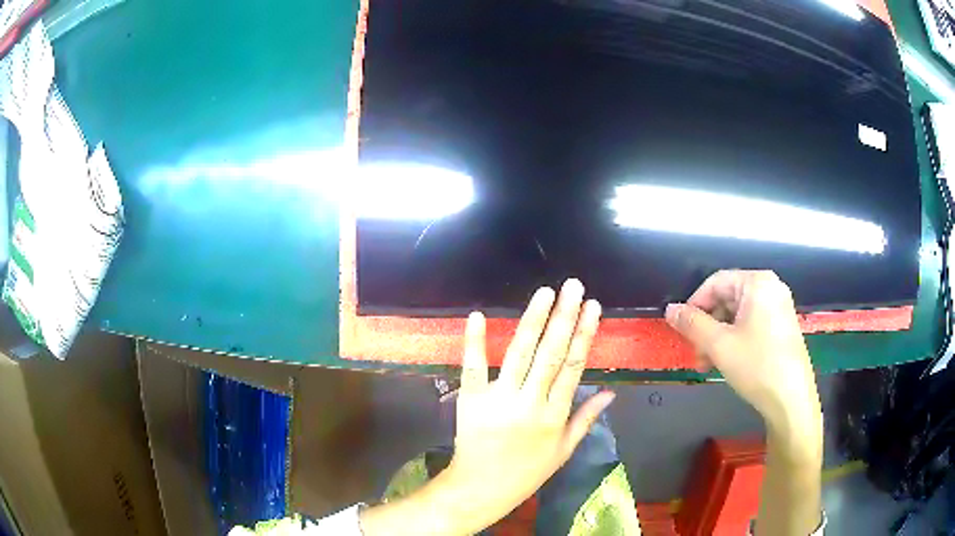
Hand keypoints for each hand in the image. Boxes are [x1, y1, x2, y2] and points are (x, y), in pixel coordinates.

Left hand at [361, 279, 613, 535]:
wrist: (482, 488)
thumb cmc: (527, 472)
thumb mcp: (563, 451)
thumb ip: (587, 419)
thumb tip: (611, 393)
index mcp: (555, 415)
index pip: (573, 366)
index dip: (584, 334)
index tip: (592, 307)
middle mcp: (530, 403)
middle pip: (551, 353)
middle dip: (564, 317)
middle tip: (573, 286)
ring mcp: (499, 400)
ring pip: (520, 354)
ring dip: (533, 320)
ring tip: (545, 293)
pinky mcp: (470, 400)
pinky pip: (473, 368)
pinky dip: (474, 341)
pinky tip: (478, 315)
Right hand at [664, 270, 821, 455]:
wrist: (791, 399)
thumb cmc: (757, 365)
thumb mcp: (719, 345)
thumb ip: (692, 324)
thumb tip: (670, 310)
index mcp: (758, 283)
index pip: (716, 282)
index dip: (694, 304)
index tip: (682, 329)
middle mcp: (770, 288)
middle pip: (727, 298)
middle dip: (707, 326)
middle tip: (696, 353)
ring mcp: (778, 308)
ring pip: (737, 315)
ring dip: (717, 337)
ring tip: (707, 364)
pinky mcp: (781, 326)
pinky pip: (750, 325)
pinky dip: (734, 340)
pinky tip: (726, 362)